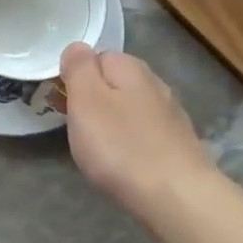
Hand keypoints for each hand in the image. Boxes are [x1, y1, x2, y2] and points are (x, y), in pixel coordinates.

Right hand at [59, 43, 218, 223]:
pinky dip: (132, 142)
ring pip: (131, 108)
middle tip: (78, 130)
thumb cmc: (121, 147)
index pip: (96, 56)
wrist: (176, 195)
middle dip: (95, 101)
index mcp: (130, 68)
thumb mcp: (86, 100)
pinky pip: (145, 133)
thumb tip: (77, 47)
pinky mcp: (178, 143)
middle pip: (115, 83)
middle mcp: (155, 83)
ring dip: (114, 122)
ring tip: (100, 150)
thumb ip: (79, 68)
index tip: (63, 104)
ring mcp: (171, 114)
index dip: (76, 77)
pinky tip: (127, 162)